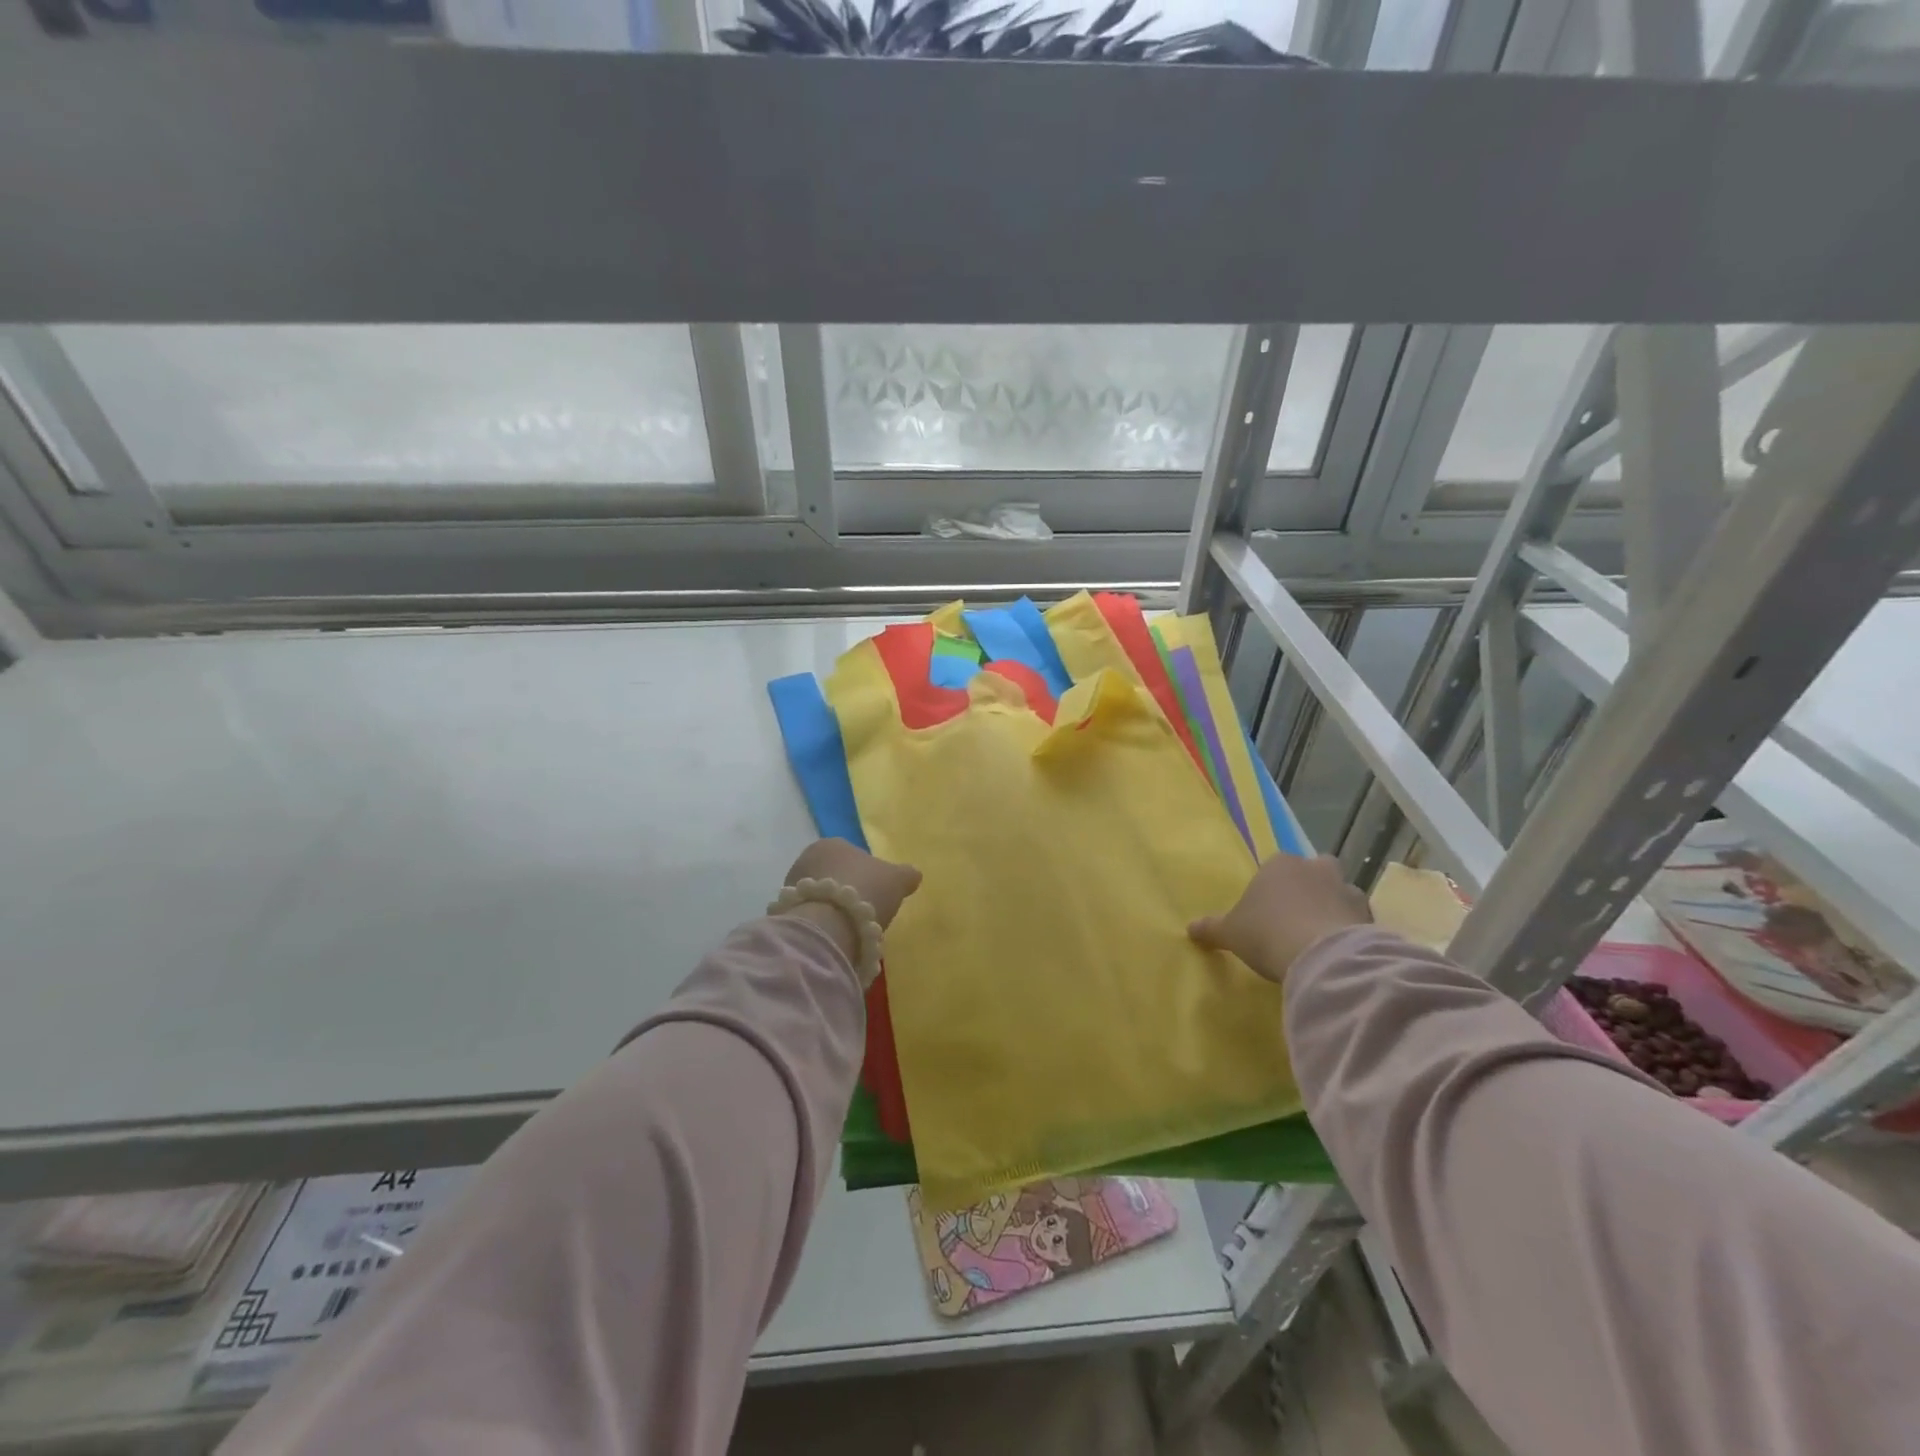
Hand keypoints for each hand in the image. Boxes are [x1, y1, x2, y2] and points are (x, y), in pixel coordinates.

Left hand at [780, 840, 922, 966]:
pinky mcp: (785, 912)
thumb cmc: (866, 890)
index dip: (866, 875)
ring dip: (832, 908)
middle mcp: (807, 858)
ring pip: (819, 896)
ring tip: (850, 928)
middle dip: (846, 891)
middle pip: (833, 875)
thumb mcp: (897, 879)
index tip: (875, 893)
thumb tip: (913, 874)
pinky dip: (821, 923)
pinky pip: (809, 915)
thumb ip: (906, 874)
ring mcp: (792, 885)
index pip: (852, 856)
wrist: (831, 924)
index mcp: (832, 843)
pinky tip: (835, 936)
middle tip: (863, 912)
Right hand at [1189, 854, 1371, 983]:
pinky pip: (1358, 921)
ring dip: (1334, 909)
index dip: (1272, 887)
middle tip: (1297, 916)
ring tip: (1320, 938)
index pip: (1276, 866)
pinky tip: (1339, 952)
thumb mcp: (1230, 932)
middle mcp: (1317, 869)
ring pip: (1341, 893)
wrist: (1321, 956)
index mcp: (1280, 864)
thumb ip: (1211, 928)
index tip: (1266, 911)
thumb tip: (1189, 928)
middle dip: (1311, 887)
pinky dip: (1351, 932)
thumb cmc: (1267, 933)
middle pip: (1316, 871)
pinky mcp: (1371, 917)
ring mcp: (1348, 891)